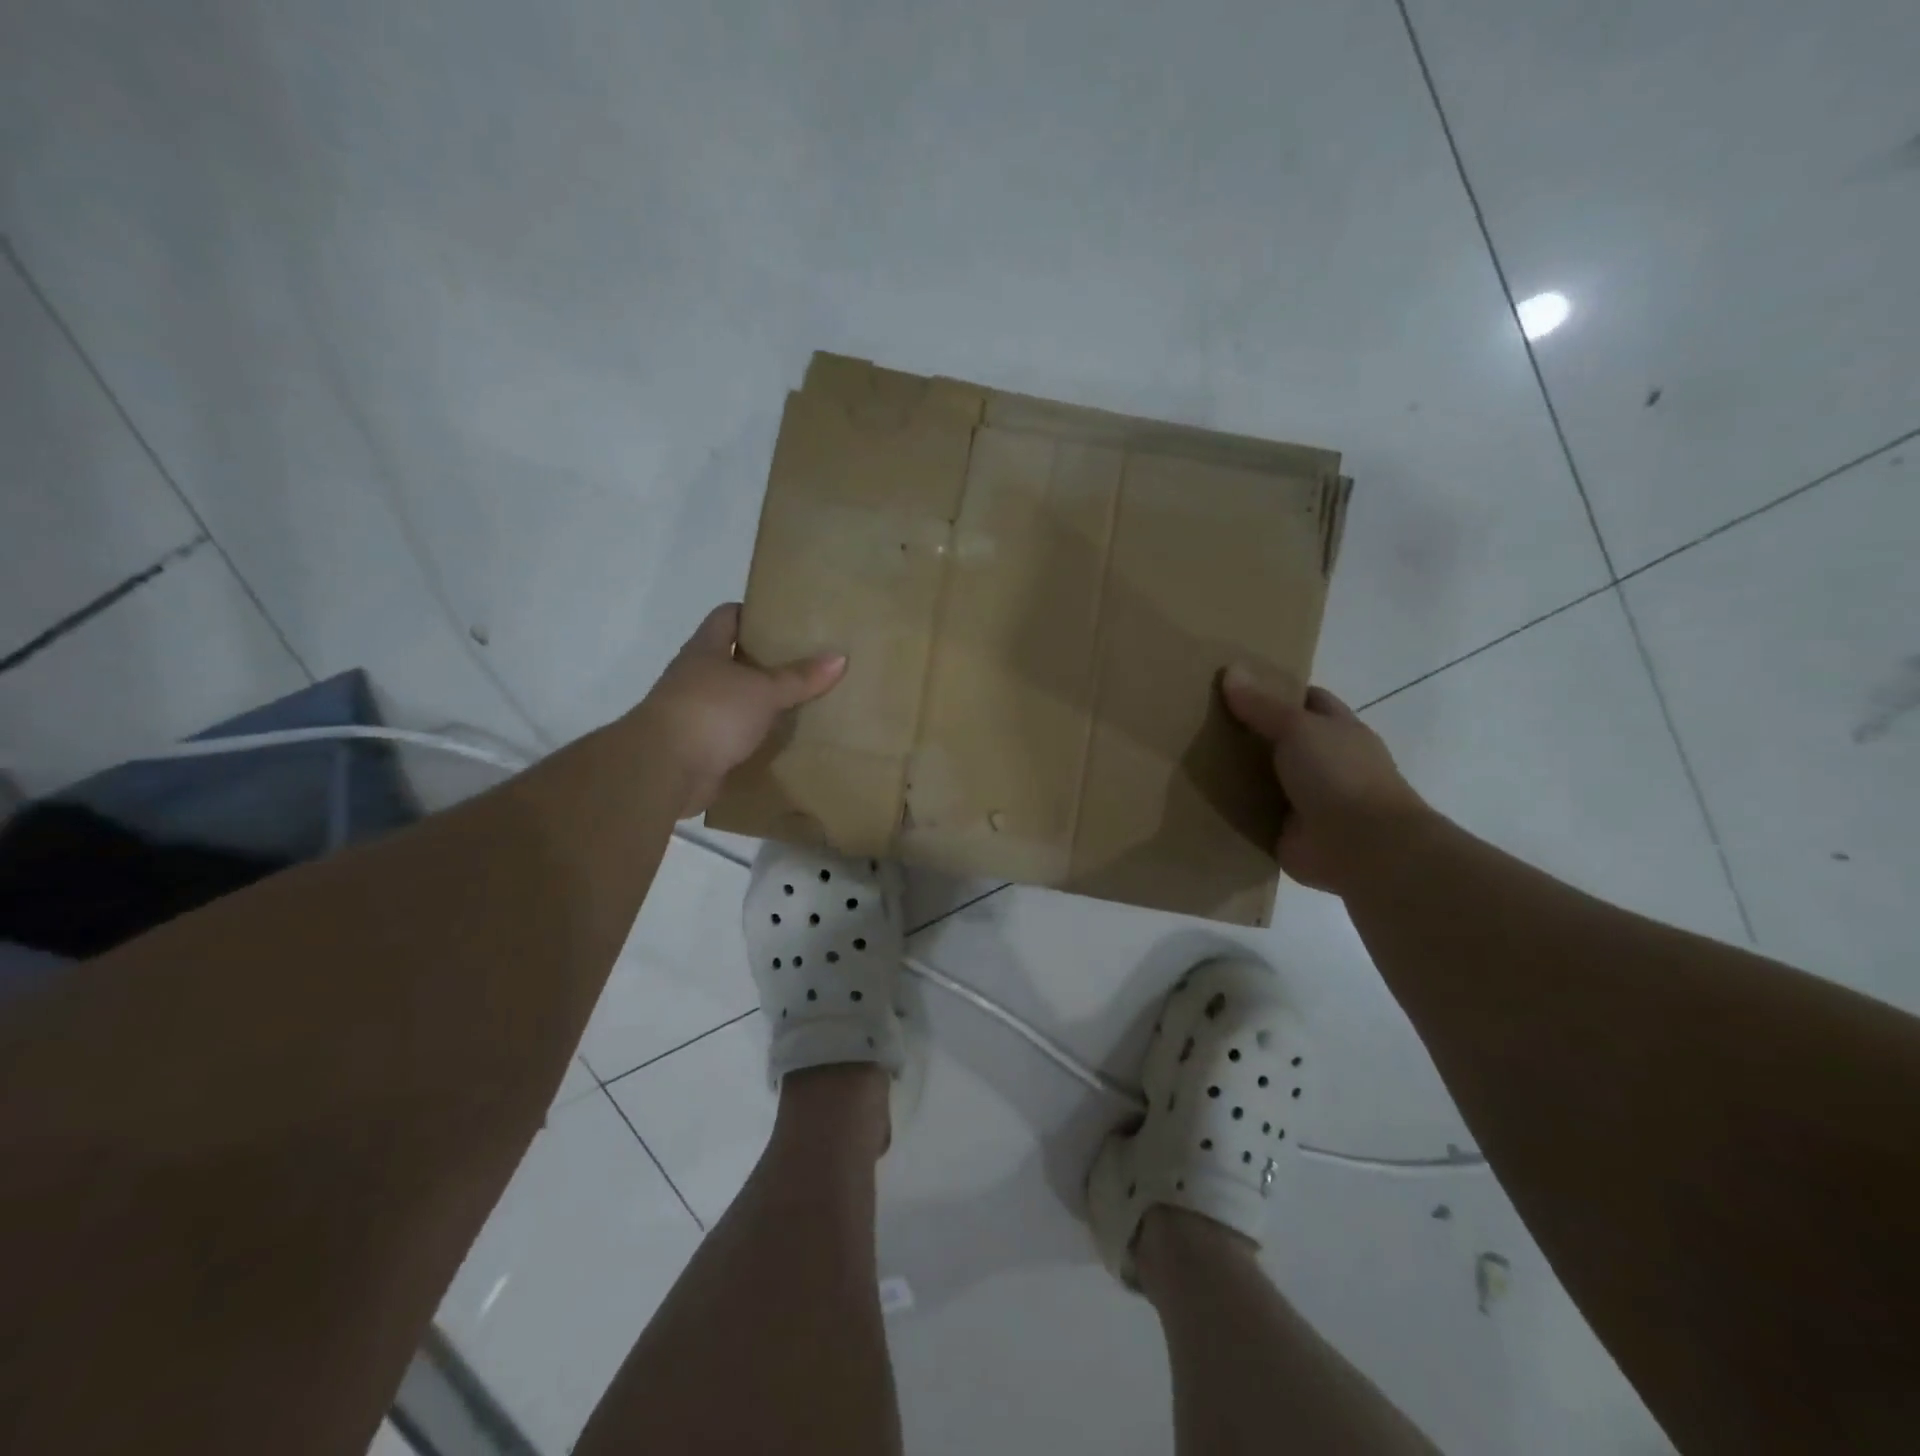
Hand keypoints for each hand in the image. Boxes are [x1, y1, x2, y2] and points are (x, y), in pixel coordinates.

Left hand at [639, 604, 846, 816]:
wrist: (664, 769)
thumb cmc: (711, 712)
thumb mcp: (763, 690)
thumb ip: (800, 677)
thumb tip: (840, 657)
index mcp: (705, 651)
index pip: (727, 617)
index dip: (753, 613)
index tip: (787, 621)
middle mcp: (697, 677)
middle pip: (734, 660)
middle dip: (767, 662)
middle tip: (807, 663)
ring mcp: (696, 713)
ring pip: (736, 700)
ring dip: (762, 703)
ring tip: (804, 701)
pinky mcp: (701, 748)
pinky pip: (735, 736)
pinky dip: (756, 737)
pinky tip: (784, 740)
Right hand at [1220, 664, 1429, 893]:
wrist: (1362, 847)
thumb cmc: (1339, 774)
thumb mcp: (1298, 728)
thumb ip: (1263, 705)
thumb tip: (1231, 670)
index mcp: (1338, 731)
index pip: (1307, 701)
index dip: (1276, 691)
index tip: (1236, 686)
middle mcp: (1324, 763)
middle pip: (1280, 739)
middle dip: (1247, 732)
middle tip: (1200, 720)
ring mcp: (1306, 800)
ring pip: (1264, 778)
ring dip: (1236, 773)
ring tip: (1190, 757)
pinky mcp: (1286, 832)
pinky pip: (1252, 815)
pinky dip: (1232, 810)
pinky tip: (1199, 799)